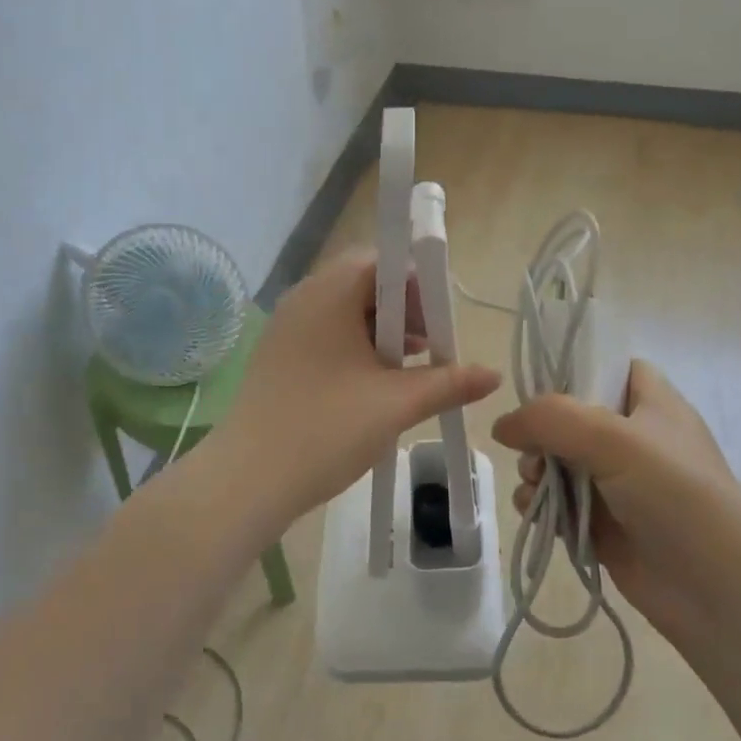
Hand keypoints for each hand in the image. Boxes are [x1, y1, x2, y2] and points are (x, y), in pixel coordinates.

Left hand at [210, 251, 501, 531]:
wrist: (248, 480)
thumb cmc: (326, 429)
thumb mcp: (396, 404)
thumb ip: (449, 383)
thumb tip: (493, 375)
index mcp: (329, 293)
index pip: (383, 260)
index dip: (419, 284)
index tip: (440, 322)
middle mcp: (304, 299)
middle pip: (365, 283)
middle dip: (406, 311)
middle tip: (430, 347)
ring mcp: (287, 329)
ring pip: (347, 312)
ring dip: (384, 332)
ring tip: (409, 371)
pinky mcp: (280, 357)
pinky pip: (327, 335)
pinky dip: (358, 349)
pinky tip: (375, 385)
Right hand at [491, 360, 740, 641]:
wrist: (717, 591)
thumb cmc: (675, 496)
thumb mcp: (614, 440)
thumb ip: (551, 420)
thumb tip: (502, 425)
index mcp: (652, 404)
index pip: (611, 367)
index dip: (576, 368)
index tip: (539, 386)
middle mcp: (635, 439)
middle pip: (572, 417)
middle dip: (541, 430)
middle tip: (529, 448)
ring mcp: (619, 485)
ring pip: (560, 462)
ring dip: (535, 469)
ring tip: (531, 483)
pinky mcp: (604, 525)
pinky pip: (559, 503)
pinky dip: (541, 504)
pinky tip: (533, 510)